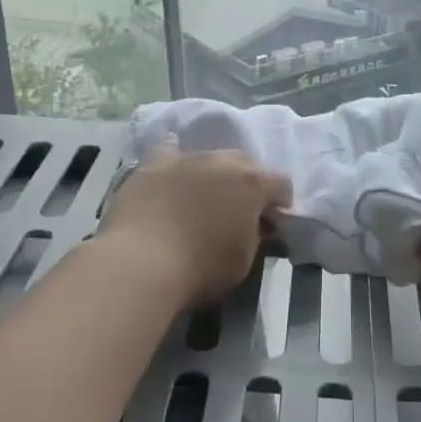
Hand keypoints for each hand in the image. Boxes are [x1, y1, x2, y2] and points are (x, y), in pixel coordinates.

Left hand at [99, 145, 290, 305]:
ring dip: (212, 174)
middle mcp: (222, 161)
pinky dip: (176, 162)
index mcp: (252, 184)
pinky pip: (170, 152)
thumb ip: (255, 235)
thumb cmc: (200, 269)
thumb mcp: (244, 260)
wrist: (140, 264)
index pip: (281, 184)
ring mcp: (186, 158)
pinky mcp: (152, 164)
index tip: (271, 222)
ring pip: (209, 157)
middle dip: (246, 183)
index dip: (280, 203)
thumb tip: (254, 225)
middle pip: (245, 163)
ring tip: (201, 198)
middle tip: (236, 210)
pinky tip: (173, 173)